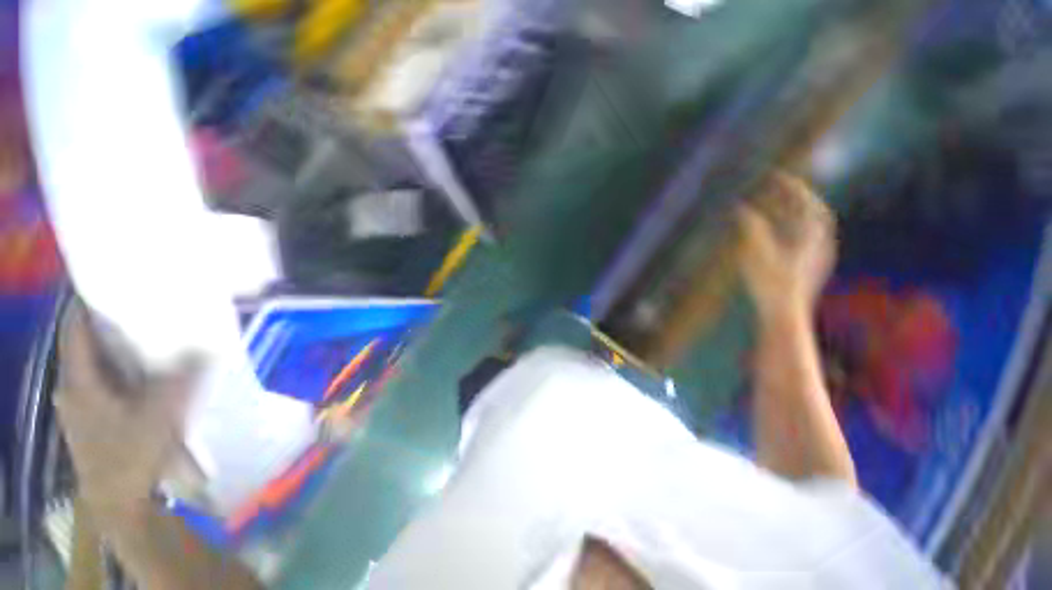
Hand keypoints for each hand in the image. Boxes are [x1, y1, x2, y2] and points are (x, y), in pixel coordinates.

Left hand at [55, 303, 199, 514]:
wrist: (116, 500)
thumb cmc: (131, 454)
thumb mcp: (161, 414)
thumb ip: (182, 378)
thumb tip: (206, 347)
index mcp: (79, 381)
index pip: (75, 329)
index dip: (86, 303)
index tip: (111, 286)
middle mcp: (72, 387)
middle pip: (85, 346)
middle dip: (109, 327)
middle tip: (141, 313)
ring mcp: (79, 405)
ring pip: (94, 367)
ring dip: (115, 352)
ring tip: (145, 341)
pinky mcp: (89, 418)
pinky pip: (101, 384)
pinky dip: (117, 373)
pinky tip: (140, 378)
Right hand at [737, 173, 835, 318]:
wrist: (785, 315)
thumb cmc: (770, 285)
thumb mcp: (755, 254)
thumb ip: (750, 228)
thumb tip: (740, 208)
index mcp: (810, 237)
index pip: (806, 203)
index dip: (792, 187)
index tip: (776, 175)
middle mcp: (819, 243)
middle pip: (814, 212)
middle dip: (798, 197)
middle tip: (781, 187)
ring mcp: (817, 257)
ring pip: (812, 227)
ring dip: (796, 212)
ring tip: (779, 206)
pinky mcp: (811, 268)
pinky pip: (807, 239)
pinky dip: (795, 228)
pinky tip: (782, 233)